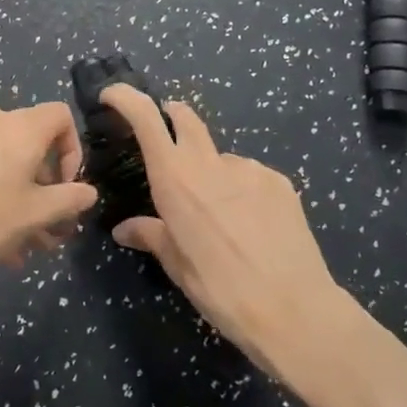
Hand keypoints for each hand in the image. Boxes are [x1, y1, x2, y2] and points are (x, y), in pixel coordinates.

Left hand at [0, 102, 95, 276]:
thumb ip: (68, 200)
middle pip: (35, 146)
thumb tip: (88, 192)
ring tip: (24, 247)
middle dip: (47, 190)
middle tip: (51, 232)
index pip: (62, 117)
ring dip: (23, 201)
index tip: (67, 189)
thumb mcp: (34, 215)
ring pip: (8, 163)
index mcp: (22, 126)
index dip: (73, 151)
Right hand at [103, 85, 359, 376]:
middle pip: (185, 117)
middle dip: (171, 114)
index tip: (112, 96)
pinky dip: (243, 190)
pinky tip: (253, 224)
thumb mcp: (177, 266)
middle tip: (166, 131)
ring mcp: (248, 167)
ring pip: (220, 157)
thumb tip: (124, 229)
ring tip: (223, 215)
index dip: (125, 98)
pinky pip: (250, 175)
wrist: (294, 309)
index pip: (144, 118)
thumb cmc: (220, 290)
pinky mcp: (278, 180)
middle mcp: (208, 162)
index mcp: (174, 179)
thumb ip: (151, 236)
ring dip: (212, 171)